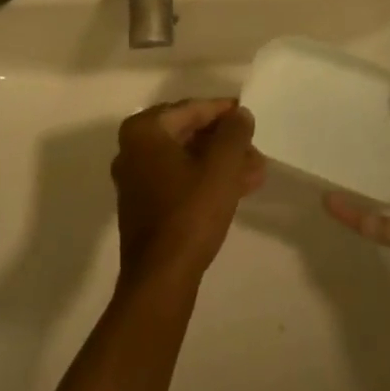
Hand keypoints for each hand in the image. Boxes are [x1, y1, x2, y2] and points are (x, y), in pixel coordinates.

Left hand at [113, 99, 264, 288]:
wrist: (161, 281)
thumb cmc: (189, 214)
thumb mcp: (221, 168)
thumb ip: (234, 134)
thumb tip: (240, 114)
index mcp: (144, 130)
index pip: (191, 109)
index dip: (224, 112)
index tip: (248, 115)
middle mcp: (133, 147)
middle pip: (188, 134)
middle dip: (225, 142)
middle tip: (255, 149)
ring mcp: (136, 178)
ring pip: (186, 159)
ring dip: (220, 163)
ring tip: (256, 170)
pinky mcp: (143, 205)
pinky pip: (179, 179)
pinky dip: (205, 180)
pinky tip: (237, 188)